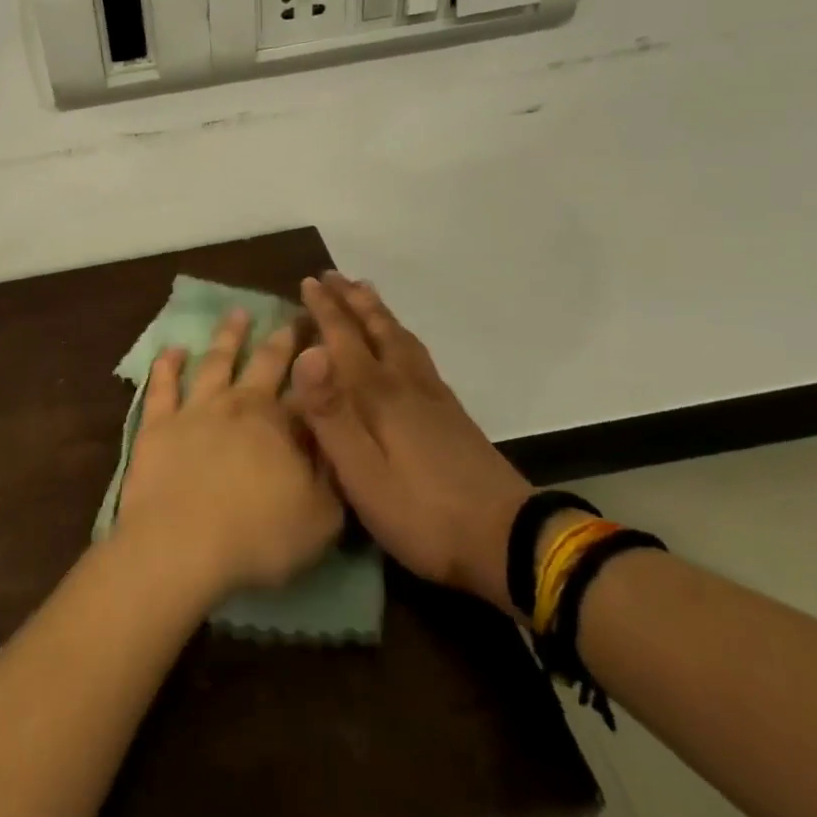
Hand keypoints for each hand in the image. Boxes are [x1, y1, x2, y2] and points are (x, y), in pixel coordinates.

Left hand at [116, 309, 344, 598]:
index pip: (310, 387)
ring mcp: (195, 409)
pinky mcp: (158, 424)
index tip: (329, 338)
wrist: (181, 546)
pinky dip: (167, 364)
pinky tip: (172, 349)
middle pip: (265, 362)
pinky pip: (162, 386)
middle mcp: (240, 404)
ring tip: (238, 312)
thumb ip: (332, 474)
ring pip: (215, 361)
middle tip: (293, 315)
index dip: (321, 364)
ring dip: (229, 336)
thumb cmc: (259, 537)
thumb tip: (335, 436)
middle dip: (283, 338)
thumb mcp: (321, 517)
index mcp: (282, 424)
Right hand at [288, 274, 534, 617]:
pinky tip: (404, 346)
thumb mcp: (363, 474)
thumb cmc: (422, 513)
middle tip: (333, 275)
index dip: (326, 309)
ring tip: (366, 294)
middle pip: (377, 329)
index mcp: (379, 395)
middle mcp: (406, 384)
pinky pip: (419, 356)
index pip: (345, 339)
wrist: (510, 541)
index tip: (308, 281)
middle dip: (352, 300)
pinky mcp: (453, 416)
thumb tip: (306, 353)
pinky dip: (402, 336)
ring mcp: (435, 398)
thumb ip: (331, 414)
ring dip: (379, 313)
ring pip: (402, 340)